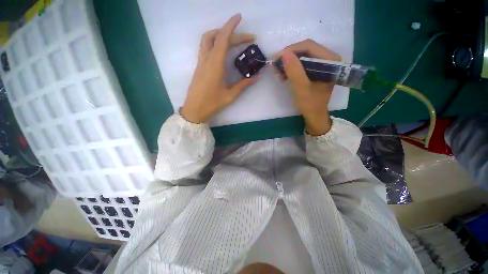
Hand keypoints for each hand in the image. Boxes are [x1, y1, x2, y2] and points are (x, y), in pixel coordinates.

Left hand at [181, 14, 257, 123]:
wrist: (194, 109)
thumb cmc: (212, 103)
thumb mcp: (230, 95)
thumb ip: (243, 85)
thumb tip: (257, 77)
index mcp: (215, 65)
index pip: (223, 39)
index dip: (231, 26)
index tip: (239, 17)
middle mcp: (207, 59)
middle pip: (216, 36)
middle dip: (232, 33)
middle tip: (246, 39)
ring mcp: (201, 62)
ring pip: (207, 39)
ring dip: (219, 34)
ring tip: (233, 40)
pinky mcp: (199, 66)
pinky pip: (205, 47)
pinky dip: (215, 42)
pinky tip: (223, 50)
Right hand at [274, 39, 341, 135]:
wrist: (314, 115)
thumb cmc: (310, 104)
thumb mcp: (301, 88)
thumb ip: (294, 71)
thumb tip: (284, 53)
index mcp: (330, 61)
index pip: (309, 46)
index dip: (291, 50)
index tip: (276, 58)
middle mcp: (328, 58)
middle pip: (306, 50)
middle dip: (289, 57)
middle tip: (276, 65)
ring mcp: (322, 64)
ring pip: (303, 56)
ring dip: (289, 63)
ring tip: (278, 72)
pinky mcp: (316, 70)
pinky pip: (302, 64)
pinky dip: (292, 68)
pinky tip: (284, 75)